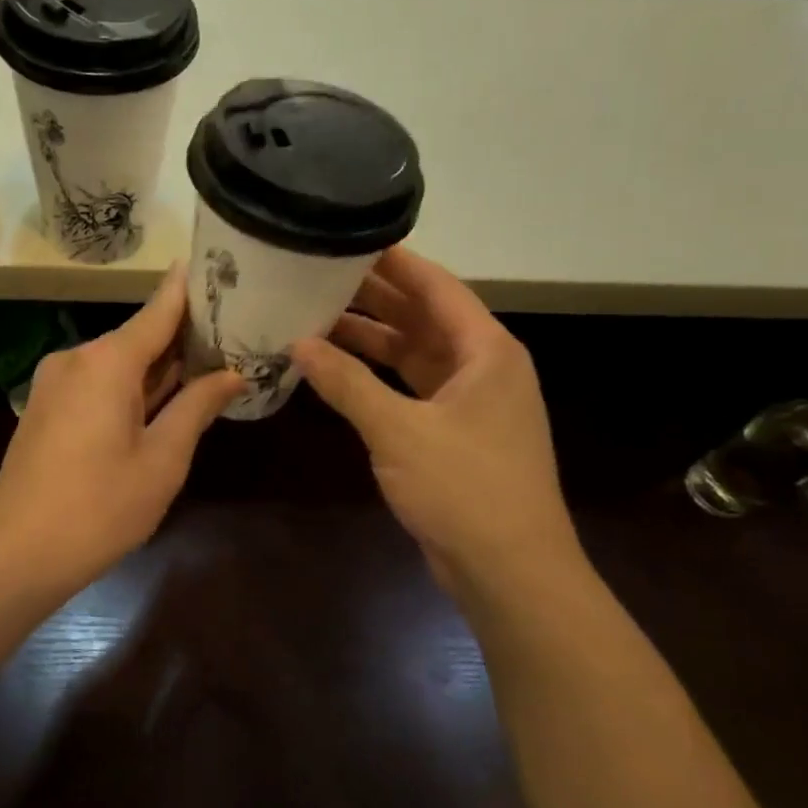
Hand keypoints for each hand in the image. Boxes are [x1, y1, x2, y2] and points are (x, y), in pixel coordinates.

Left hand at [0, 266, 244, 593]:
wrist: (18, 550)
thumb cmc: (101, 507)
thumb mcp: (163, 459)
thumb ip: (197, 407)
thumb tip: (231, 374)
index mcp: (108, 361)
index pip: (159, 309)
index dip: (190, 289)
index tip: (218, 264)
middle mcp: (77, 358)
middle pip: (139, 336)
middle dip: (182, 337)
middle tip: (232, 333)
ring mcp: (55, 382)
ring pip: (118, 363)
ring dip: (157, 367)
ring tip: (207, 366)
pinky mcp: (46, 407)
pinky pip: (96, 383)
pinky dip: (129, 387)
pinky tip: (160, 401)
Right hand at [291, 248, 582, 598]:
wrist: (508, 570)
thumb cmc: (465, 489)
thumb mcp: (399, 431)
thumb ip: (347, 384)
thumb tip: (299, 344)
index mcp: (486, 351)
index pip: (437, 287)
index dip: (395, 262)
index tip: (350, 237)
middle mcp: (482, 367)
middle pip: (424, 317)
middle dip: (375, 297)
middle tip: (320, 274)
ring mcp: (469, 402)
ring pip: (414, 354)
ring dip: (372, 338)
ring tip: (317, 316)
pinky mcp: (453, 433)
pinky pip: (410, 388)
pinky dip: (377, 377)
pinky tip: (337, 371)